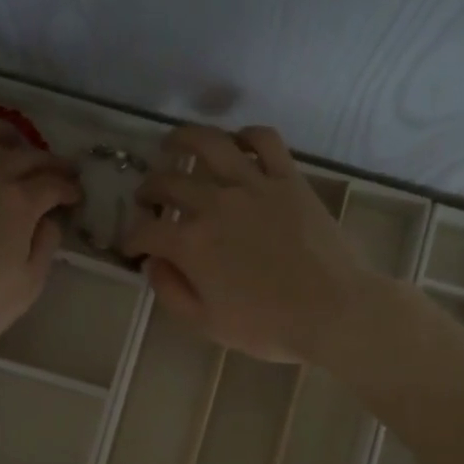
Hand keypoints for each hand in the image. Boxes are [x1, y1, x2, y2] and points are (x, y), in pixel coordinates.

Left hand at [0, 116, 80, 364]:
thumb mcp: (29, 285)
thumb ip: (45, 245)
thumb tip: (48, 219)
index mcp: (17, 204)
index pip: (52, 183)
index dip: (68, 187)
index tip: (74, 196)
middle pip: (21, 154)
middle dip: (46, 159)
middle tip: (55, 169)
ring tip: (7, 140)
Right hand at [121, 125, 376, 362]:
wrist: (333, 312)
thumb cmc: (268, 327)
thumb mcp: (207, 324)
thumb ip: (171, 292)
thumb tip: (153, 264)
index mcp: (191, 244)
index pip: (145, 231)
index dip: (131, 239)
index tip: (132, 247)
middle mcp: (214, 204)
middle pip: (168, 183)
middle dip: (148, 191)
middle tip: (147, 199)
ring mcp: (253, 185)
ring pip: (209, 144)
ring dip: (183, 139)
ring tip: (173, 142)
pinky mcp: (287, 179)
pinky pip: (264, 141)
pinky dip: (246, 136)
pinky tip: (236, 143)